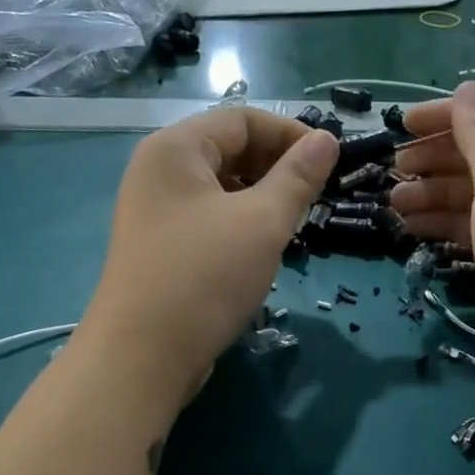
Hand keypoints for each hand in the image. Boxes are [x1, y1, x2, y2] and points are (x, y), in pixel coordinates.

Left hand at [81, 108, 336, 414]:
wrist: (143, 355)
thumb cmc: (205, 276)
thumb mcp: (262, 222)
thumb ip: (298, 177)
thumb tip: (326, 141)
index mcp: (176, 149)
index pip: (242, 119)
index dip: (291, 133)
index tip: (331, 161)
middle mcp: (159, 171)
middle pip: (229, 150)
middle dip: (277, 166)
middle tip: (316, 195)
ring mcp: (156, 211)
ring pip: (222, 188)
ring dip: (263, 197)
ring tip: (295, 223)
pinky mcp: (161, 247)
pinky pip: (209, 218)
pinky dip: (242, 223)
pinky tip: (265, 248)